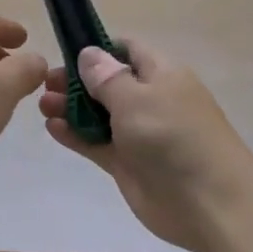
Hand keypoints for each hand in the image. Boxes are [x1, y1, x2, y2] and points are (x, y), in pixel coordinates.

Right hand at [40, 41, 252, 251]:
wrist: (210, 203)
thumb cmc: (173, 136)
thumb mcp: (136, 98)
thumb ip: (107, 77)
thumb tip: (89, 53)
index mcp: (161, 74)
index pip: (127, 49)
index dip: (98, 48)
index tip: (66, 51)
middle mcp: (150, 99)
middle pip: (108, 82)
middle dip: (77, 80)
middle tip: (45, 82)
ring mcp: (139, 133)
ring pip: (99, 113)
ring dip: (71, 107)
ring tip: (42, 105)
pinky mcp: (129, 164)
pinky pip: (97, 143)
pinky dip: (76, 135)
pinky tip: (52, 128)